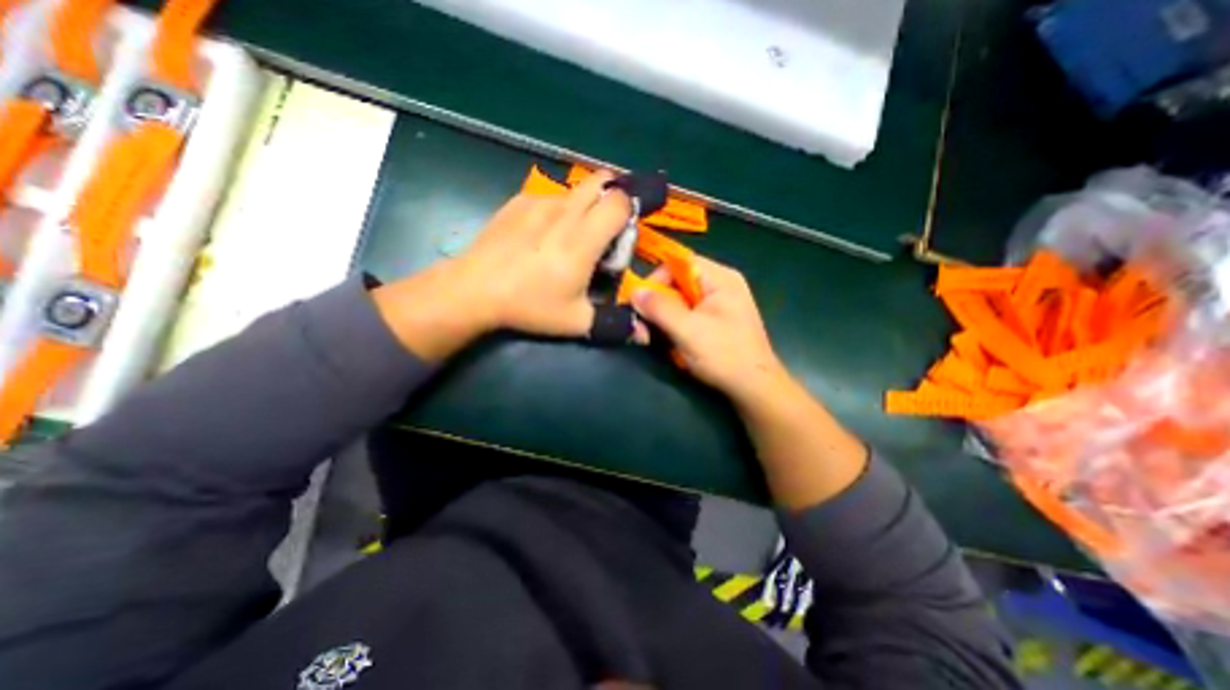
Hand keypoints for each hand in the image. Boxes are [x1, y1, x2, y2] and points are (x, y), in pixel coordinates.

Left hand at [374, 170, 627, 361]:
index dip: (628, 212)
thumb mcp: (575, 321)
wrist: (475, 290)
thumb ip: (614, 324)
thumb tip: (645, 337)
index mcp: (583, 238)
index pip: (619, 201)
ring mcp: (539, 202)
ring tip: (572, 235)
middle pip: (601, 180)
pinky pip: (551, 196)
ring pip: (576, 189)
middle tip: (605, 227)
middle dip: (612, 197)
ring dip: (585, 205)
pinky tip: (543, 235)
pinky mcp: (519, 201)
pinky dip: (559, 209)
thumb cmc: (530, 305)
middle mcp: (564, 211)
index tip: (622, 234)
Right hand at [634, 252, 787, 403]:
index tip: (640, 302)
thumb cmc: (724, 355)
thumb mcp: (688, 330)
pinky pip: (686, 317)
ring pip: (678, 303)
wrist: (754, 388)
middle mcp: (719, 286)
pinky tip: (667, 345)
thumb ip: (659, 308)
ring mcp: (717, 306)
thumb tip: (634, 292)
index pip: (679, 263)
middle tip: (641, 328)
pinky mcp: (713, 323)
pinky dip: (672, 328)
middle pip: (677, 284)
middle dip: (656, 306)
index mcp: (720, 279)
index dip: (656, 279)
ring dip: (661, 320)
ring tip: (649, 340)